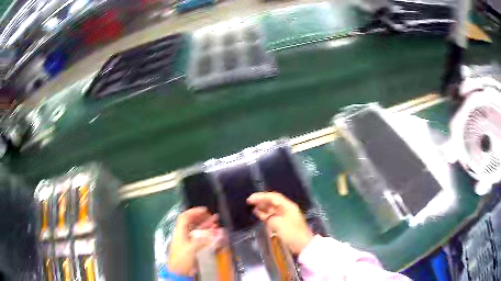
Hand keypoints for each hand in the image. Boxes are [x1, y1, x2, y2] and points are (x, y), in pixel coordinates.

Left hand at [167, 207, 218, 275]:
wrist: (178, 272)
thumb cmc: (182, 258)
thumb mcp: (193, 248)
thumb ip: (206, 240)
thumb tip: (218, 233)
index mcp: (180, 231)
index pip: (185, 217)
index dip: (194, 211)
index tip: (205, 210)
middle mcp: (183, 235)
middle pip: (192, 223)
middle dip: (203, 219)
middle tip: (214, 217)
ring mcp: (186, 242)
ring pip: (196, 231)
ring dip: (206, 227)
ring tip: (216, 224)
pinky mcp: (191, 249)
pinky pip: (199, 239)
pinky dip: (206, 236)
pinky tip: (214, 236)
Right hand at [247, 192, 313, 254]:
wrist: (302, 245)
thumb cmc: (291, 233)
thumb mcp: (278, 224)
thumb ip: (268, 217)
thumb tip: (261, 213)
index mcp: (288, 206)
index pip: (273, 197)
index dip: (261, 196)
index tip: (250, 199)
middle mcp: (286, 209)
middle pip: (272, 201)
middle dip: (261, 200)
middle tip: (249, 202)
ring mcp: (284, 216)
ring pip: (271, 208)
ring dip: (262, 207)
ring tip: (251, 207)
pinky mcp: (282, 223)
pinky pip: (272, 215)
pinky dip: (264, 214)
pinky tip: (257, 213)